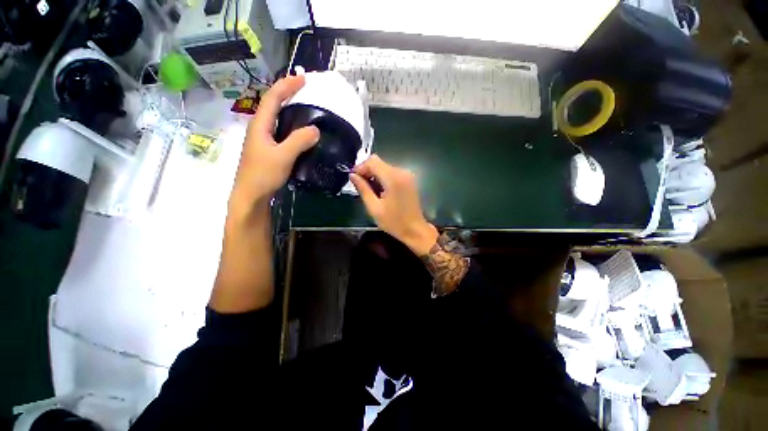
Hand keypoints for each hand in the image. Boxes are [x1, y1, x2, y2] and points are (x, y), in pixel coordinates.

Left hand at [228, 75, 319, 220]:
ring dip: (288, 107)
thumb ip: (299, 141)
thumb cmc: (263, 175)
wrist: (251, 195)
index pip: (273, 98)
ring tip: (304, 104)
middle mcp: (259, 128)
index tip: (303, 79)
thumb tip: (316, 129)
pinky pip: (281, 130)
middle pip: (272, 103)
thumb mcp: (283, 157)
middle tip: (304, 88)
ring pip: (276, 116)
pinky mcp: (269, 149)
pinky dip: (290, 123)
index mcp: (260, 125)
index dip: (287, 86)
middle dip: (287, 92)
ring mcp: (263, 139)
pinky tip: (300, 129)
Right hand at [350, 155, 438, 255]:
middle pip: (379, 162)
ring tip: (370, 190)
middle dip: (367, 171)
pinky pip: (392, 172)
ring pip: (384, 166)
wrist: (415, 230)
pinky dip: (383, 178)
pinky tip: (380, 190)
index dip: (361, 167)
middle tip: (360, 186)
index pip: (373, 161)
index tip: (353, 178)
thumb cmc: (394, 222)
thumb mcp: (374, 208)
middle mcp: (402, 172)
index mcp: (393, 178)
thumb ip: (363, 189)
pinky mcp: (409, 179)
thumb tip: (352, 175)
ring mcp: (407, 175)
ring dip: (375, 175)